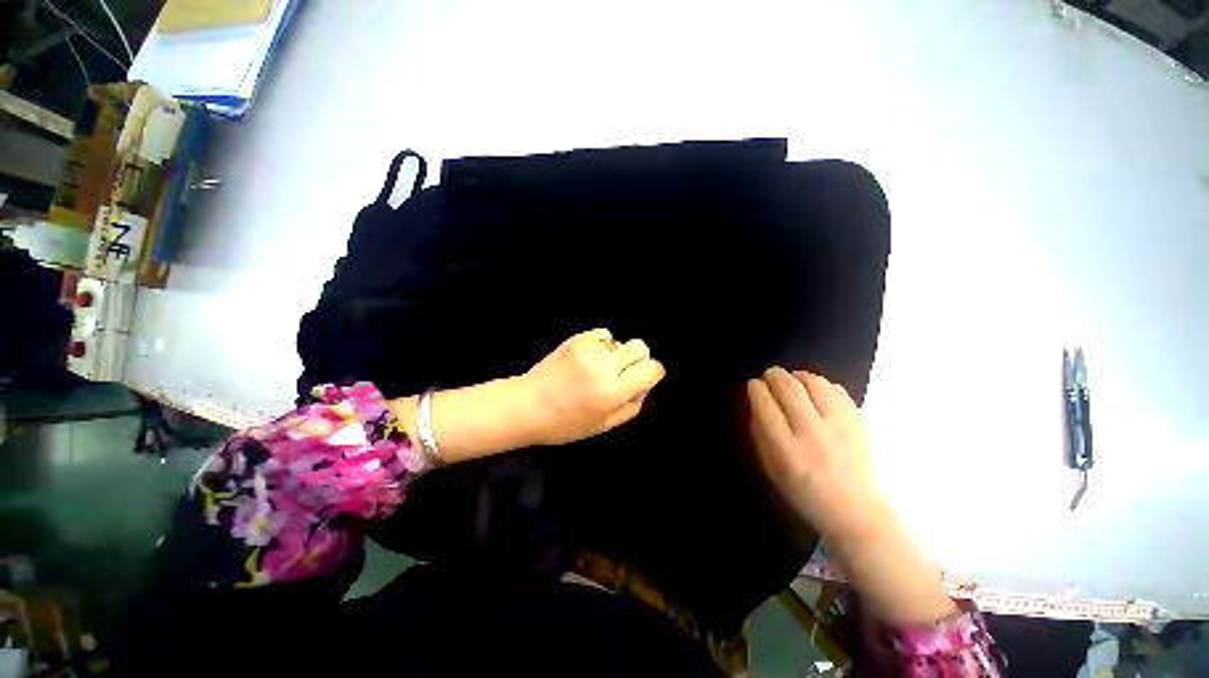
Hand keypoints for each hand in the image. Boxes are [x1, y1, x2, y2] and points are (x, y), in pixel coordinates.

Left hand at [521, 328, 665, 444]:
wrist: (527, 405)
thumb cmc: (565, 424)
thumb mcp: (603, 425)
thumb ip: (631, 406)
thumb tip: (644, 386)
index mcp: (613, 391)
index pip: (652, 369)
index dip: (652, 373)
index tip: (643, 380)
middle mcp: (604, 366)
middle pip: (641, 347)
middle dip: (638, 360)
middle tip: (623, 374)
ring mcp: (589, 349)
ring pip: (620, 341)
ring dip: (616, 354)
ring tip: (598, 368)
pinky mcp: (576, 339)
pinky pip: (602, 335)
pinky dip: (601, 345)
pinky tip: (587, 359)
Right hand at [746, 367, 884, 543]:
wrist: (857, 511)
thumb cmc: (805, 493)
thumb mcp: (771, 469)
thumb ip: (760, 435)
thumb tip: (756, 403)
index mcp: (787, 452)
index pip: (766, 406)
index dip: (756, 389)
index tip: (753, 385)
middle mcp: (814, 435)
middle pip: (789, 389)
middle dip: (774, 375)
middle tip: (769, 375)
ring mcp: (840, 427)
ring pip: (814, 383)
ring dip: (797, 375)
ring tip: (792, 380)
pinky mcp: (859, 422)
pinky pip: (836, 389)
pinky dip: (820, 384)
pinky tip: (814, 390)